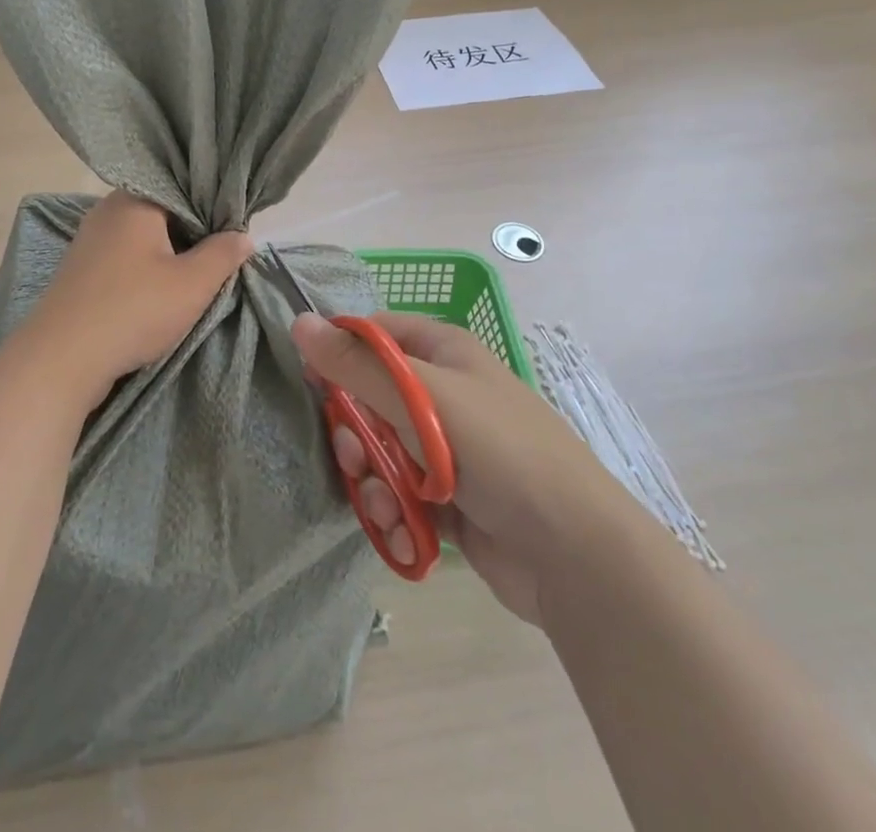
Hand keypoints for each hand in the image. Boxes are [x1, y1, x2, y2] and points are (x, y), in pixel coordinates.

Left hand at [13, 192, 251, 407]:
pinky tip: (158, 292)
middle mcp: (108, 210)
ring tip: (193, 277)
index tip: (232, 231)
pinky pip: (123, 257)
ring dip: (168, 255)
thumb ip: (223, 255)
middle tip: (218, 257)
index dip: (212, 208)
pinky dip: (144, 269)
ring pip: (143, 237)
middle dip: (191, 233)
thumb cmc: (133, 310)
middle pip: (162, 211)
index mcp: (135, 200)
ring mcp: (89, 240)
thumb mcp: (192, 284)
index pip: (183, 187)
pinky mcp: (80, 269)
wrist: (61, 359)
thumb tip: (243, 235)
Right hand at [291, 312, 619, 629]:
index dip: (340, 353)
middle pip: (371, 397)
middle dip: (356, 430)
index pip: (375, 335)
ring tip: (385, 501)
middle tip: (355, 454)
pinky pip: (399, 492)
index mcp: (444, 353)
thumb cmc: (499, 452)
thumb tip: (300, 322)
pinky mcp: (448, 499)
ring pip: (381, 449)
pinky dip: (394, 510)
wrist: (574, 553)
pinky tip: (402, 530)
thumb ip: (358, 365)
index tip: (313, 380)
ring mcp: (447, 449)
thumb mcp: (424, 399)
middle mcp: (443, 394)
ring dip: (373, 477)